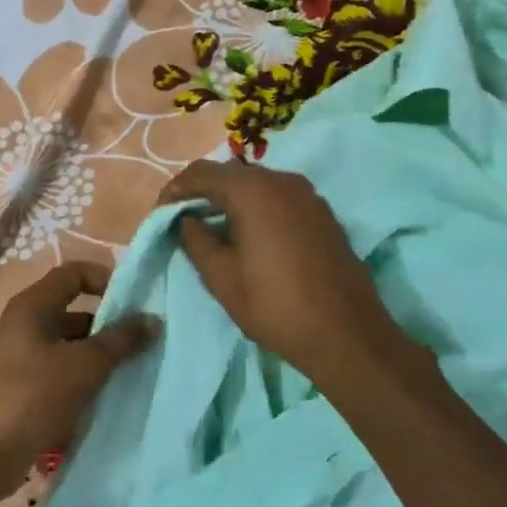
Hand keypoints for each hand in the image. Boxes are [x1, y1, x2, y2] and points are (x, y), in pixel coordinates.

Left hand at [0, 262, 157, 506]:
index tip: (137, 300)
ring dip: (100, 357)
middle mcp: (25, 326)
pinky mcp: (23, 392)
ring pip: (70, 348)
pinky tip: (110, 398)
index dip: (106, 278)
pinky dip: (84, 382)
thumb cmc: (30, 397)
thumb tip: (153, 319)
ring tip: (137, 371)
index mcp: (33, 307)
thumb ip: (119, 340)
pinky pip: (61, 376)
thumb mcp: (82, 366)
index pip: (74, 273)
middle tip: (147, 342)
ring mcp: (22, 360)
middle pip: (74, 312)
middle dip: (110, 324)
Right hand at [158, 160, 407, 388]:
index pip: (202, 172)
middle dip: (202, 192)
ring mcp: (308, 195)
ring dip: (229, 199)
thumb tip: (187, 220)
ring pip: (257, 184)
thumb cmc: (275, 306)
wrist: (346, 334)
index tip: (161, 213)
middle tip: (182, 219)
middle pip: (231, 173)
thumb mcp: (221, 277)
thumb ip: (196, 240)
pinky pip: (278, 198)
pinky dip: (255, 207)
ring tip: (211, 227)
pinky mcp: (322, 214)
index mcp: (254, 191)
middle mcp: (283, 181)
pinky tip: (247, 233)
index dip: (175, 189)